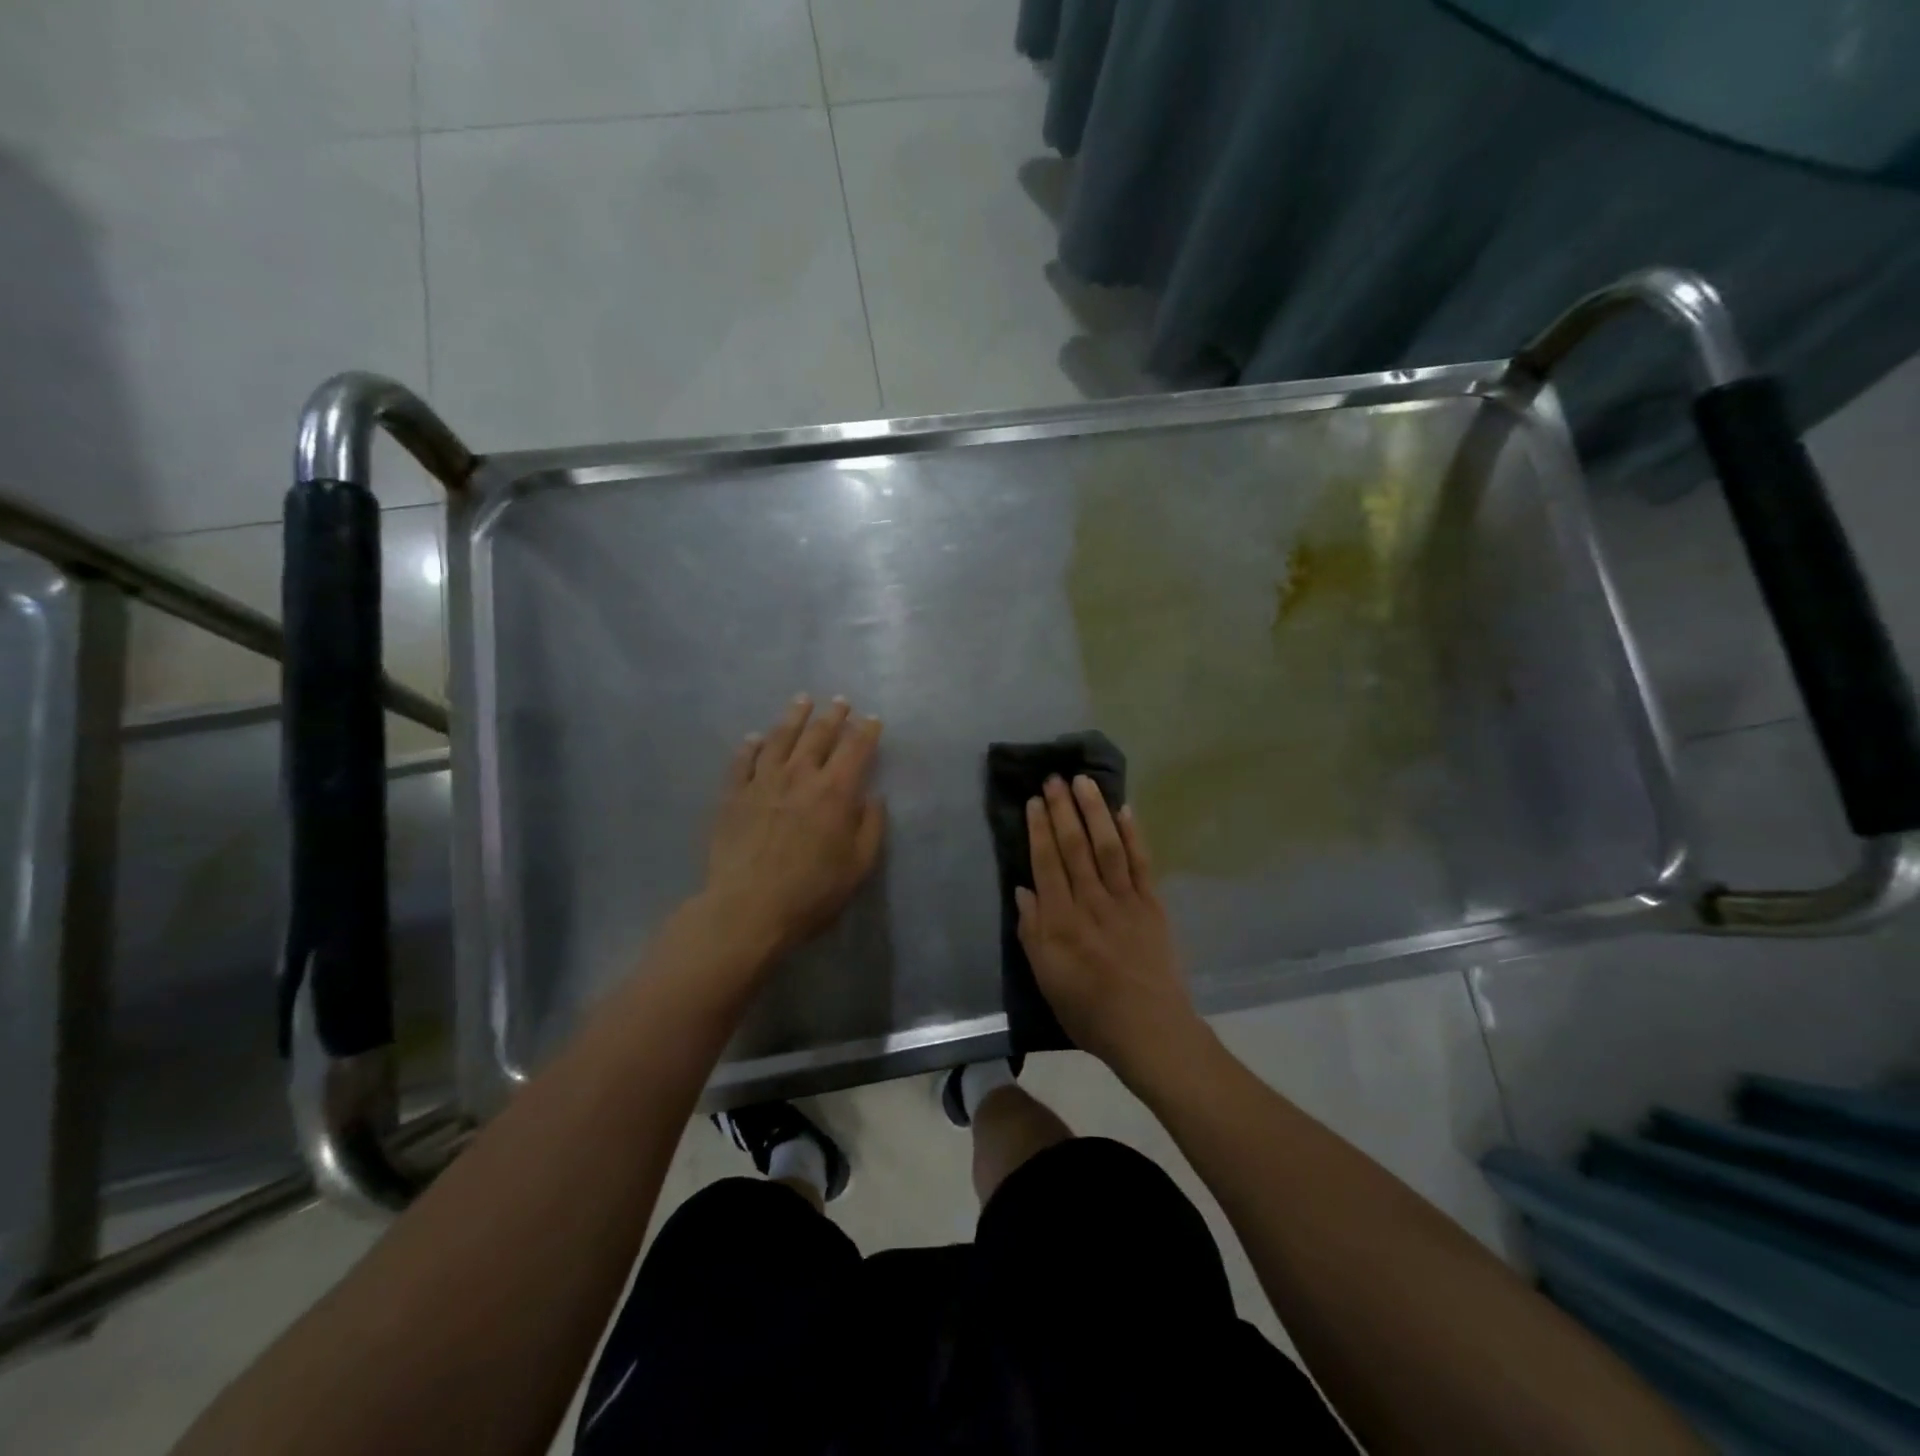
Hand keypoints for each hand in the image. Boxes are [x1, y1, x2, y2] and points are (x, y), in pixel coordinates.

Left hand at [702, 695, 885, 958]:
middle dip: (833, 715)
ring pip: (780, 738)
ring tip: (802, 700)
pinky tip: (755, 737)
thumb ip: (870, 827)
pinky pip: (742, 760)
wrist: (747, 908)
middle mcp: (800, 776)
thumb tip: (873, 797)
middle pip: (818, 735)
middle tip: (840, 701)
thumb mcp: (858, 866)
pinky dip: (751, 745)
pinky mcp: (733, 795)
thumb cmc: (811, 892)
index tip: (872, 719)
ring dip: (794, 717)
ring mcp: (762, 782)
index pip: (855, 748)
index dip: (866, 731)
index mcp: (835, 791)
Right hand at [1016, 775, 1203, 1076]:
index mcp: (1061, 921)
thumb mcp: (1046, 979)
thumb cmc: (1089, 1011)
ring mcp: (1125, 900)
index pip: (1046, 863)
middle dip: (1062, 809)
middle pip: (1074, 846)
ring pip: (1106, 845)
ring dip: (1095, 810)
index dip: (1039, 829)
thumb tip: (1023, 889)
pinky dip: (1133, 834)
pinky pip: (1141, 862)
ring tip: (1084, 782)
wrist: (1149, 1030)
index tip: (1033, 801)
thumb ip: (1032, 932)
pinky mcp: (1152, 905)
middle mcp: (1090, 902)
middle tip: (1054, 778)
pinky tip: (1124, 810)